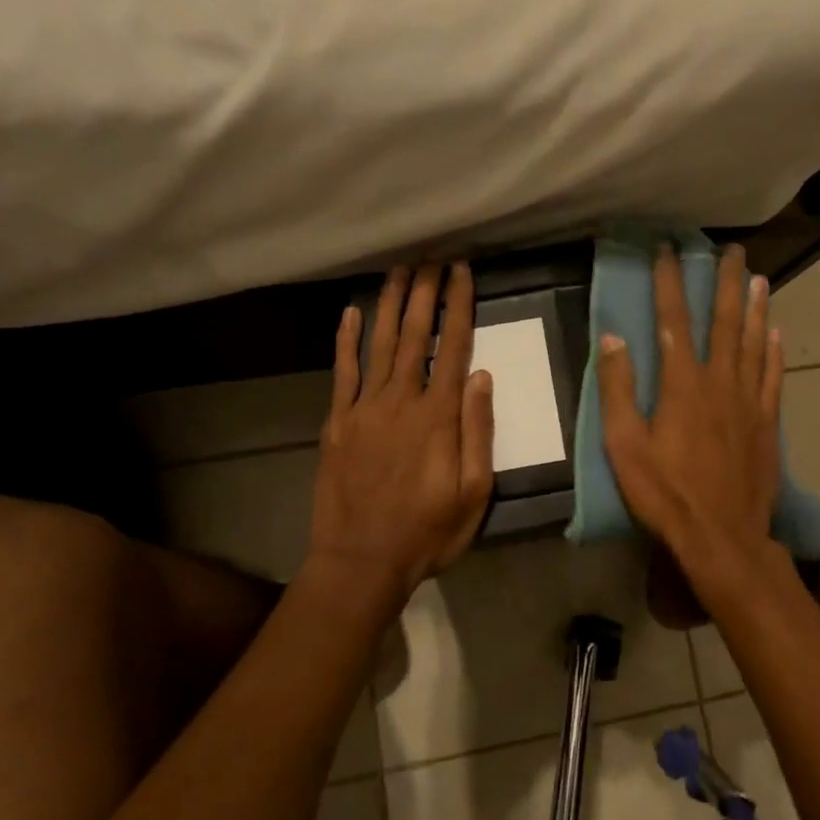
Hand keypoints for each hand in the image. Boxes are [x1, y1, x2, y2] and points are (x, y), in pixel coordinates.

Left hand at [307, 264, 495, 602]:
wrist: (360, 562)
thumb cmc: (427, 532)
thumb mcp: (473, 492)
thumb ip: (477, 431)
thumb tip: (482, 375)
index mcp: (438, 416)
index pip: (452, 346)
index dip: (458, 305)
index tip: (462, 272)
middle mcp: (401, 400)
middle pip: (414, 334)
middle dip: (424, 292)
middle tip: (431, 258)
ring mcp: (364, 408)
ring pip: (379, 343)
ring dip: (390, 304)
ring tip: (399, 270)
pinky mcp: (337, 422)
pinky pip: (343, 372)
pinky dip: (346, 340)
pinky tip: (350, 313)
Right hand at [597, 244, 784, 572]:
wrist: (723, 536)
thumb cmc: (665, 492)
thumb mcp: (625, 445)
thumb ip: (618, 389)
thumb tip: (612, 338)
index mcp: (682, 384)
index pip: (673, 321)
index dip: (670, 282)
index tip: (667, 250)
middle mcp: (720, 382)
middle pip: (725, 321)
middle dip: (725, 281)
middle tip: (731, 249)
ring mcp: (749, 401)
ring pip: (755, 341)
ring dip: (755, 306)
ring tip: (757, 276)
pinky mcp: (767, 422)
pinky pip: (773, 376)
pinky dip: (775, 350)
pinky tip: (776, 331)